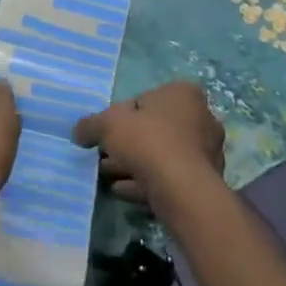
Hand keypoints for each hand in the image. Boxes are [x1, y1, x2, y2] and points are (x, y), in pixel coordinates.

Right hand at [73, 81, 225, 210]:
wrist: (181, 189)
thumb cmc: (148, 141)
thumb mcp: (108, 124)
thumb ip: (91, 124)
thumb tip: (78, 132)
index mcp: (183, 94)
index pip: (145, 99)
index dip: (121, 115)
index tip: (108, 132)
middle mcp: (202, 117)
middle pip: (154, 128)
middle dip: (128, 143)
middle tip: (105, 156)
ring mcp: (207, 151)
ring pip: (161, 155)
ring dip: (135, 164)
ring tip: (109, 176)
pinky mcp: (205, 181)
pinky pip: (169, 177)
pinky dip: (146, 182)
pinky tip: (123, 191)